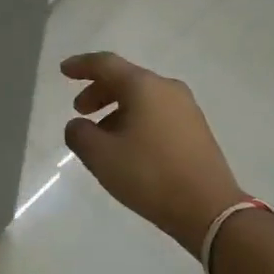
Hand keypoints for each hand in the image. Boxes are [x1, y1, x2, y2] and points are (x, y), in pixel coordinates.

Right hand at [61, 52, 244, 255]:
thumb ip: (79, 134)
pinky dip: (136, 120)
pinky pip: (158, 113)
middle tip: (80, 110)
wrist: (209, 209)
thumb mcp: (101, 156)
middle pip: (126, 79)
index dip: (81, 65)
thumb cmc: (150, 175)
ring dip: (117, 109)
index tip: (63, 70)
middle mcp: (167, 89)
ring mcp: (186, 108)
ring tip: (101, 136)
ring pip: (143, 98)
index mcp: (144, 86)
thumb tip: (78, 125)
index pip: (105, 64)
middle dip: (98, 91)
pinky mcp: (196, 130)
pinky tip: (128, 146)